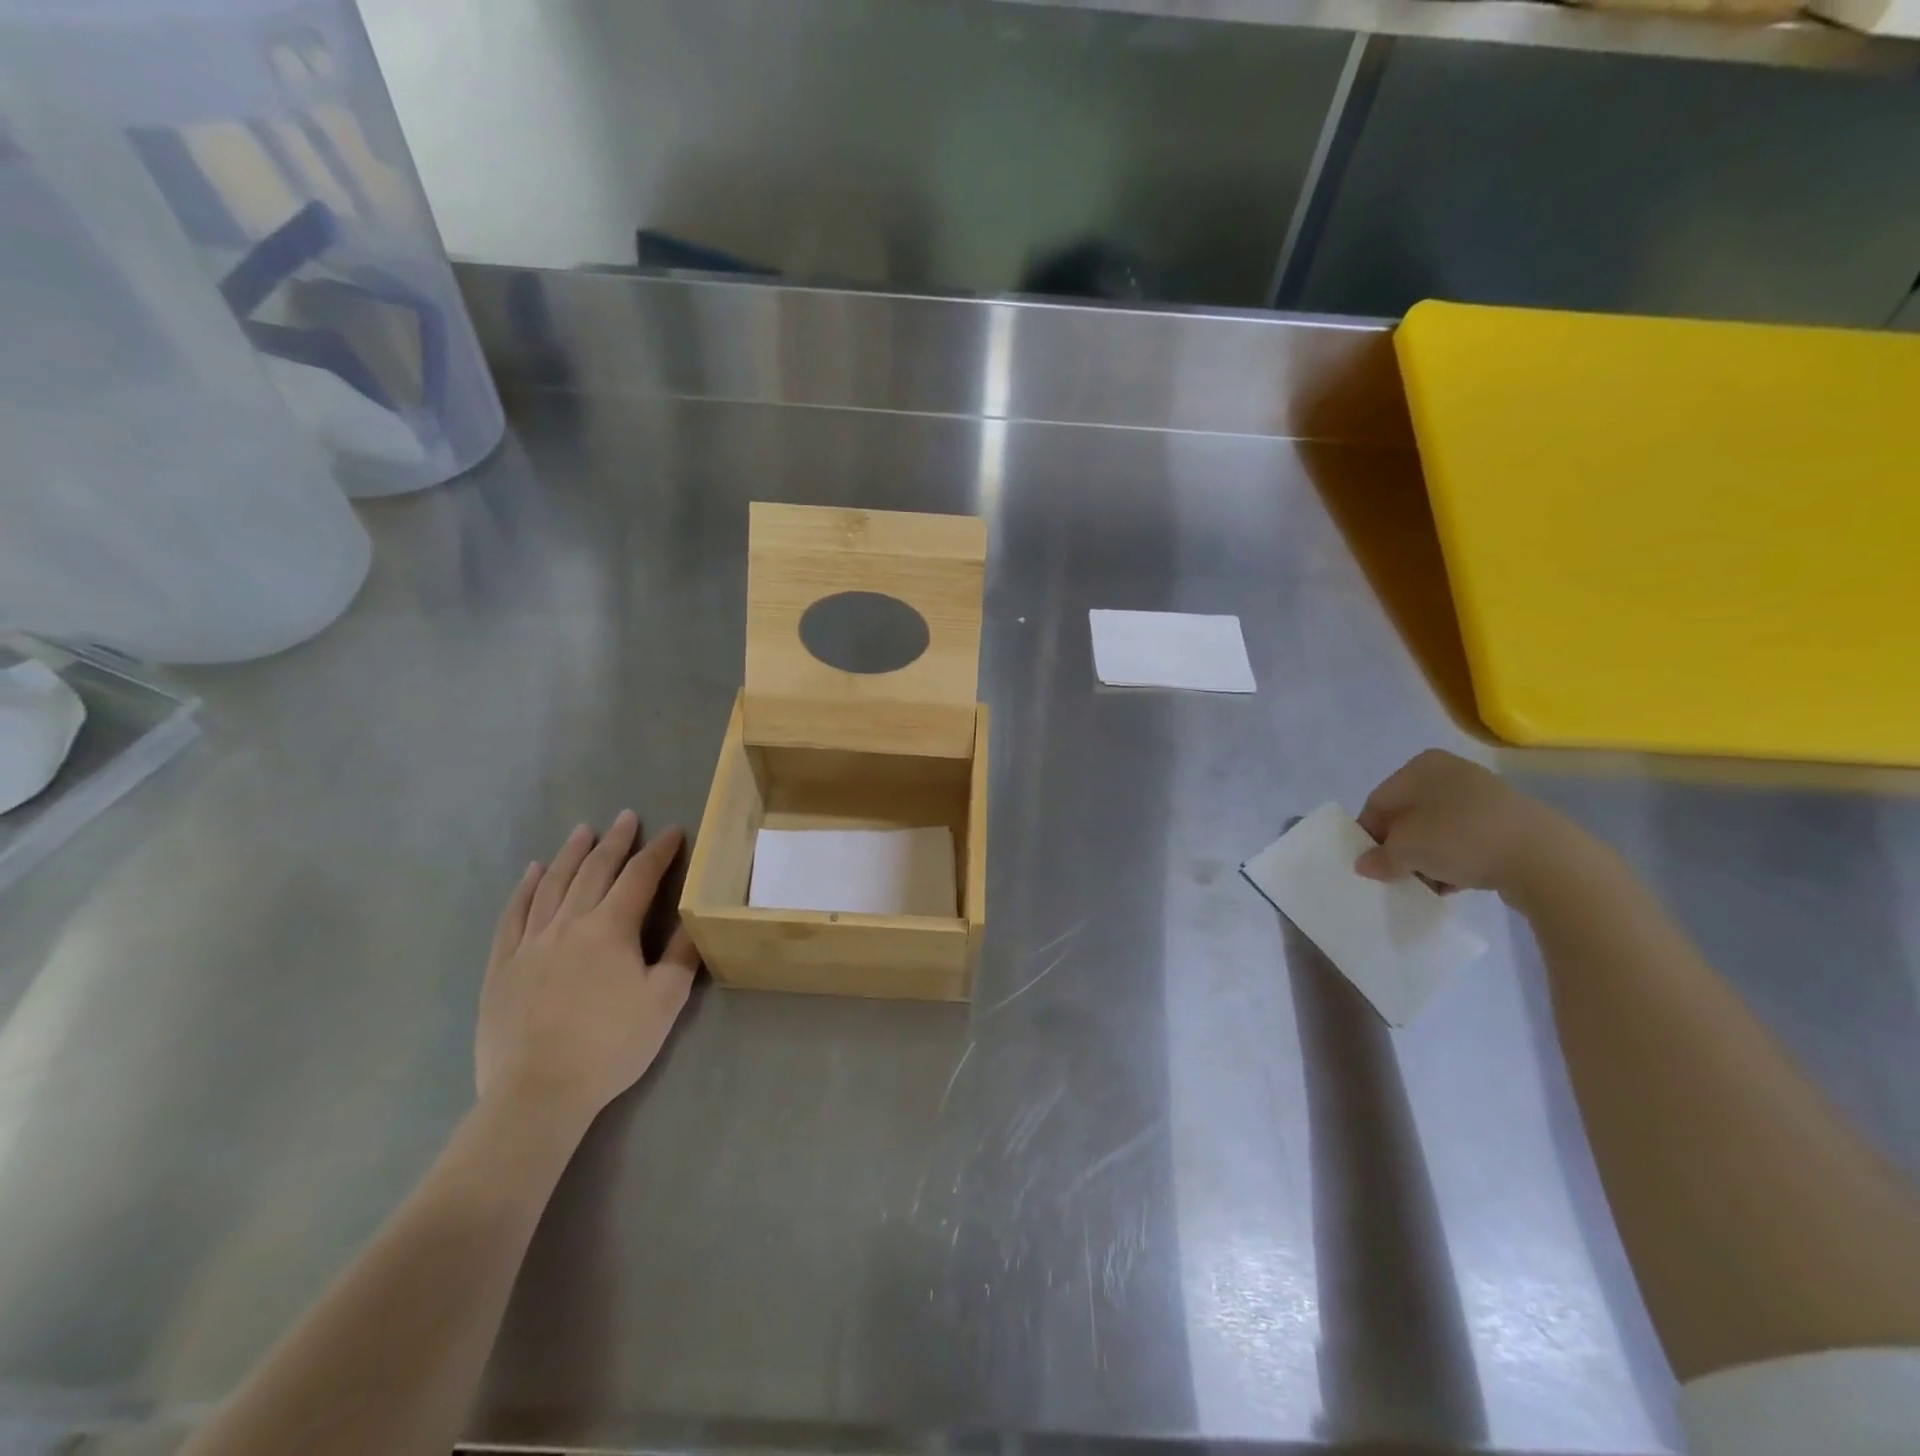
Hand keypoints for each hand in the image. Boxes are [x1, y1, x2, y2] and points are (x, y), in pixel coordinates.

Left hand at [477, 813, 699, 1128]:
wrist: (537, 1093)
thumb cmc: (610, 1046)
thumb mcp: (664, 1001)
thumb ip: (681, 955)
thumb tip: (695, 919)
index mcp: (610, 929)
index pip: (639, 877)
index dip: (658, 851)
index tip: (672, 831)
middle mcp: (569, 924)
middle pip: (594, 871)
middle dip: (615, 842)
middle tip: (626, 817)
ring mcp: (530, 942)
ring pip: (553, 885)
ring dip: (571, 854)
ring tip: (583, 831)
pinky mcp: (502, 965)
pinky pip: (514, 915)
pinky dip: (526, 888)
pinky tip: (534, 872)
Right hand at [1353, 749, 1569, 896]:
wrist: (1545, 859)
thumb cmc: (1459, 839)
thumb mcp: (1404, 851)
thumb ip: (1378, 857)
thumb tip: (1365, 864)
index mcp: (1420, 767)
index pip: (1378, 802)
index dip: (1370, 835)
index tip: (1371, 864)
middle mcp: (1450, 773)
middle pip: (1409, 816)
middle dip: (1400, 847)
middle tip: (1398, 875)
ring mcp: (1484, 796)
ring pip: (1438, 830)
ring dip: (1427, 857)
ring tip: (1428, 883)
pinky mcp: (1509, 821)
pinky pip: (1468, 840)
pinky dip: (1456, 860)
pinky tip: (1456, 883)